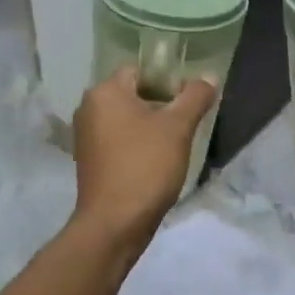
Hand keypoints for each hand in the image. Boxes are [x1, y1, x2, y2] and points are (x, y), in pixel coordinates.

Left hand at [72, 66, 217, 239]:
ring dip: (149, 126)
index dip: (168, 80)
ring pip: (125, 119)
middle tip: (186, 122)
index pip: (140, 70)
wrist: (114, 224)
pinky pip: (117, 140)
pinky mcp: (89, 161)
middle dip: (161, 104)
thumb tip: (209, 77)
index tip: (189, 100)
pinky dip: (136, 144)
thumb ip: (195, 97)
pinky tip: (155, 161)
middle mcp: (88, 108)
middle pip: (132, 93)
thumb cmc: (145, 166)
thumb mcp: (178, 128)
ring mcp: (85, 137)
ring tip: (174, 143)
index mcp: (104, 92)